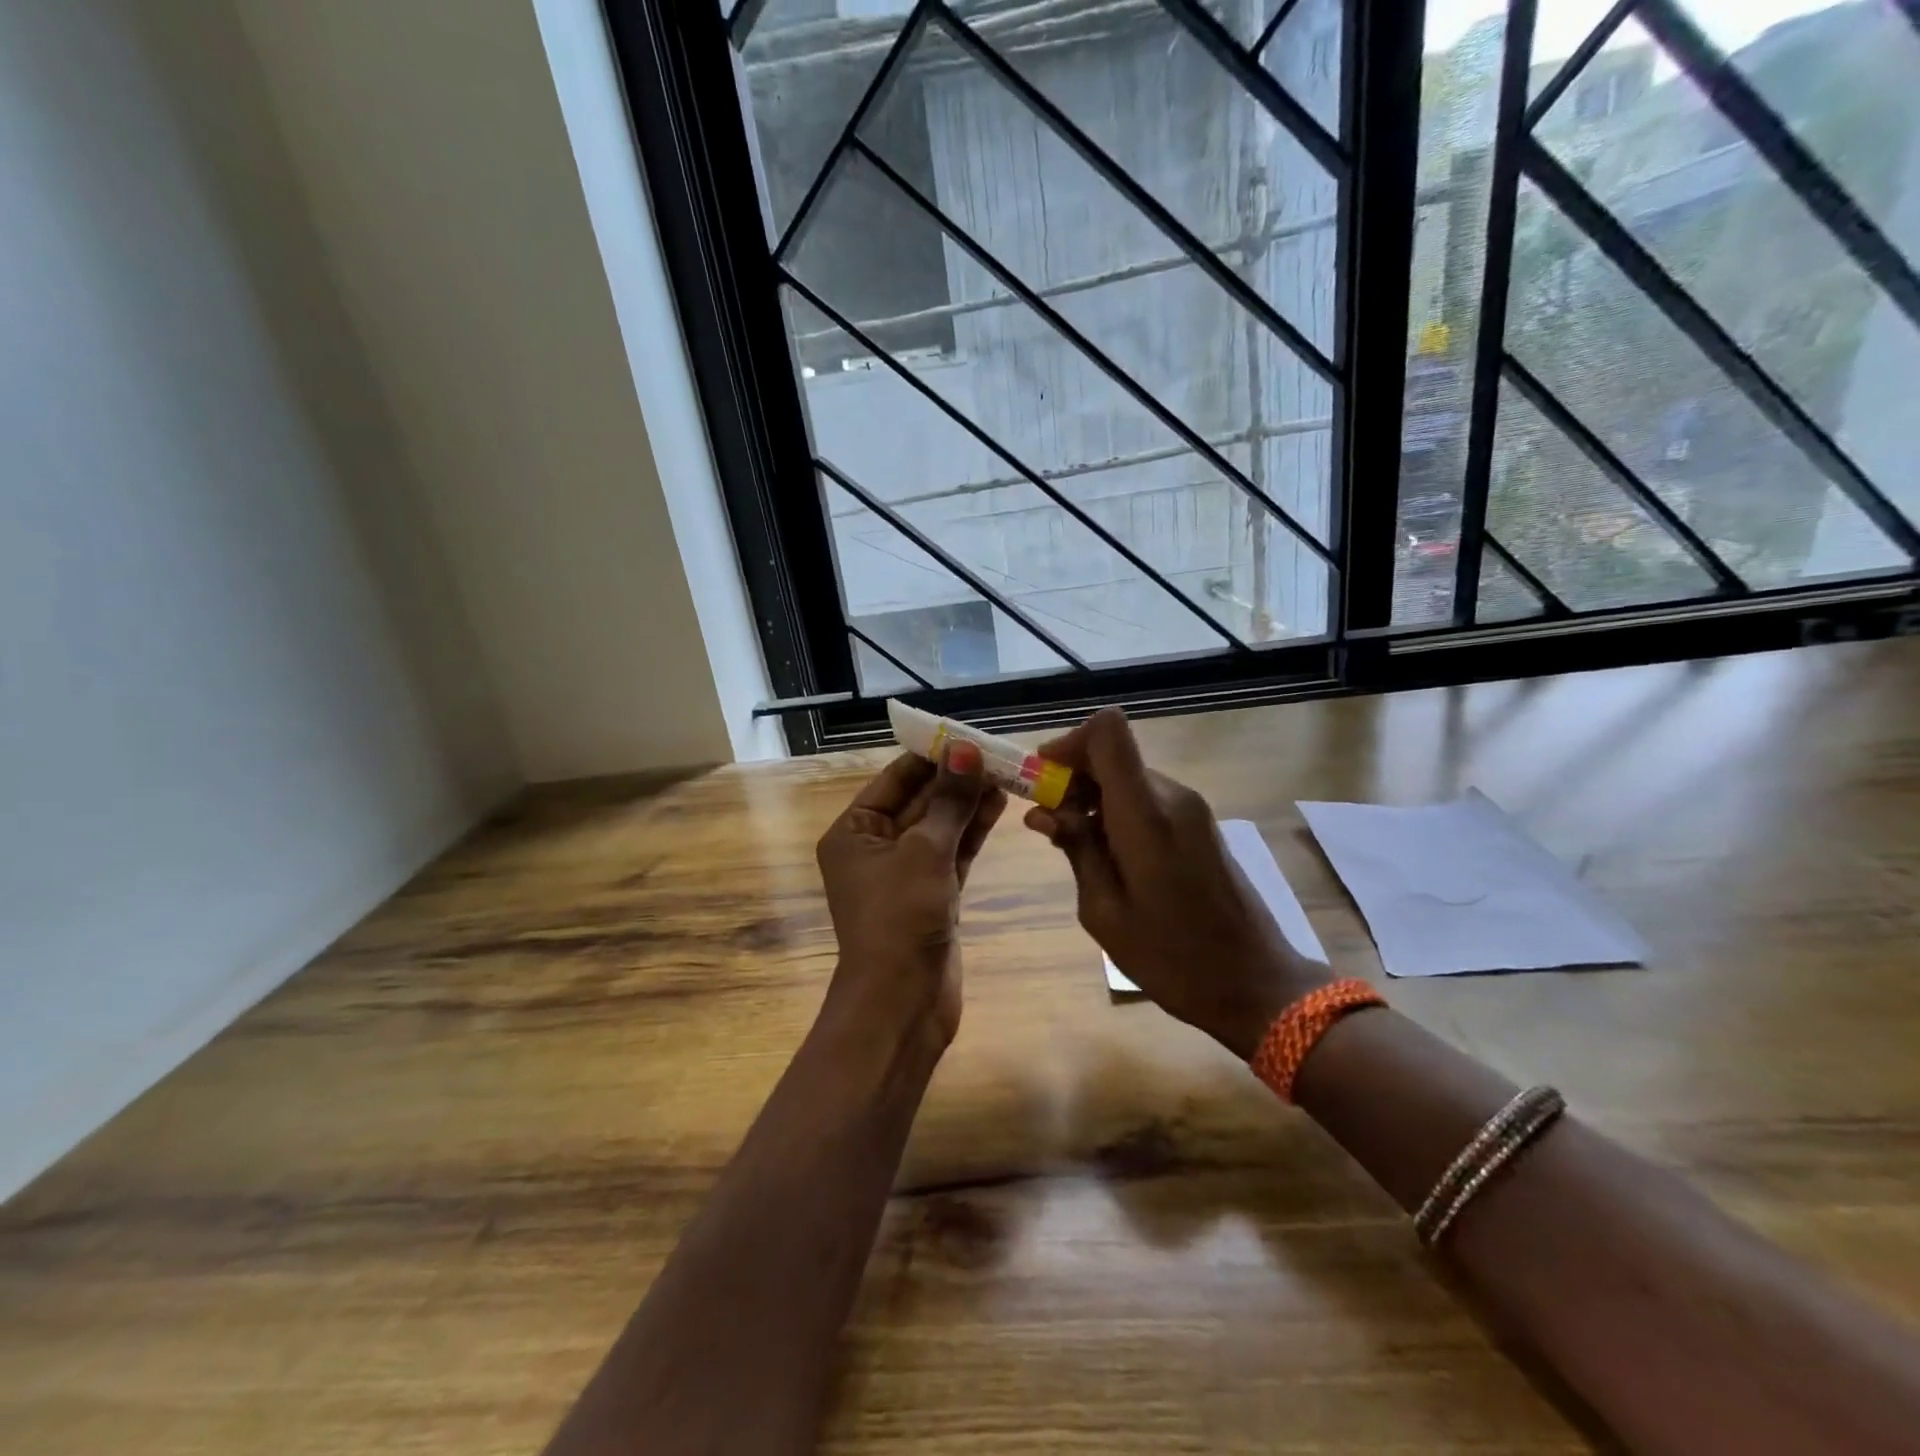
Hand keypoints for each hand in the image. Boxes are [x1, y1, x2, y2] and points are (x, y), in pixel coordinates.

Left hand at [815, 741, 1006, 1051]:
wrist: (901, 1003)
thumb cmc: (899, 919)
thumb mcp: (924, 852)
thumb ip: (948, 801)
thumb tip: (964, 750)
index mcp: (853, 832)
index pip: (894, 779)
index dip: (930, 756)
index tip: (966, 735)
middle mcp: (875, 848)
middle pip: (919, 800)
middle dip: (954, 779)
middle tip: (995, 752)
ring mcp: (905, 873)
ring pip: (940, 826)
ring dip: (968, 802)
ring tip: (1005, 773)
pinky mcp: (932, 895)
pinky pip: (952, 852)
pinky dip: (972, 831)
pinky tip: (998, 804)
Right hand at [1024, 708, 1330, 1058]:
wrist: (1257, 984)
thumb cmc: (1173, 957)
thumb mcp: (1105, 912)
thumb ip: (1076, 850)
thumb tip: (1046, 812)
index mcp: (1146, 814)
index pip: (1107, 731)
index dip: (1068, 743)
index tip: (1043, 779)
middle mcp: (1172, 796)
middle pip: (1113, 755)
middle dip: (1073, 779)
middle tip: (1048, 826)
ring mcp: (1192, 809)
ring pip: (1128, 778)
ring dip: (1094, 799)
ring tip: (1076, 849)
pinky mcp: (1201, 825)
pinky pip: (1148, 799)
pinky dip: (1118, 813)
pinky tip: (1110, 858)